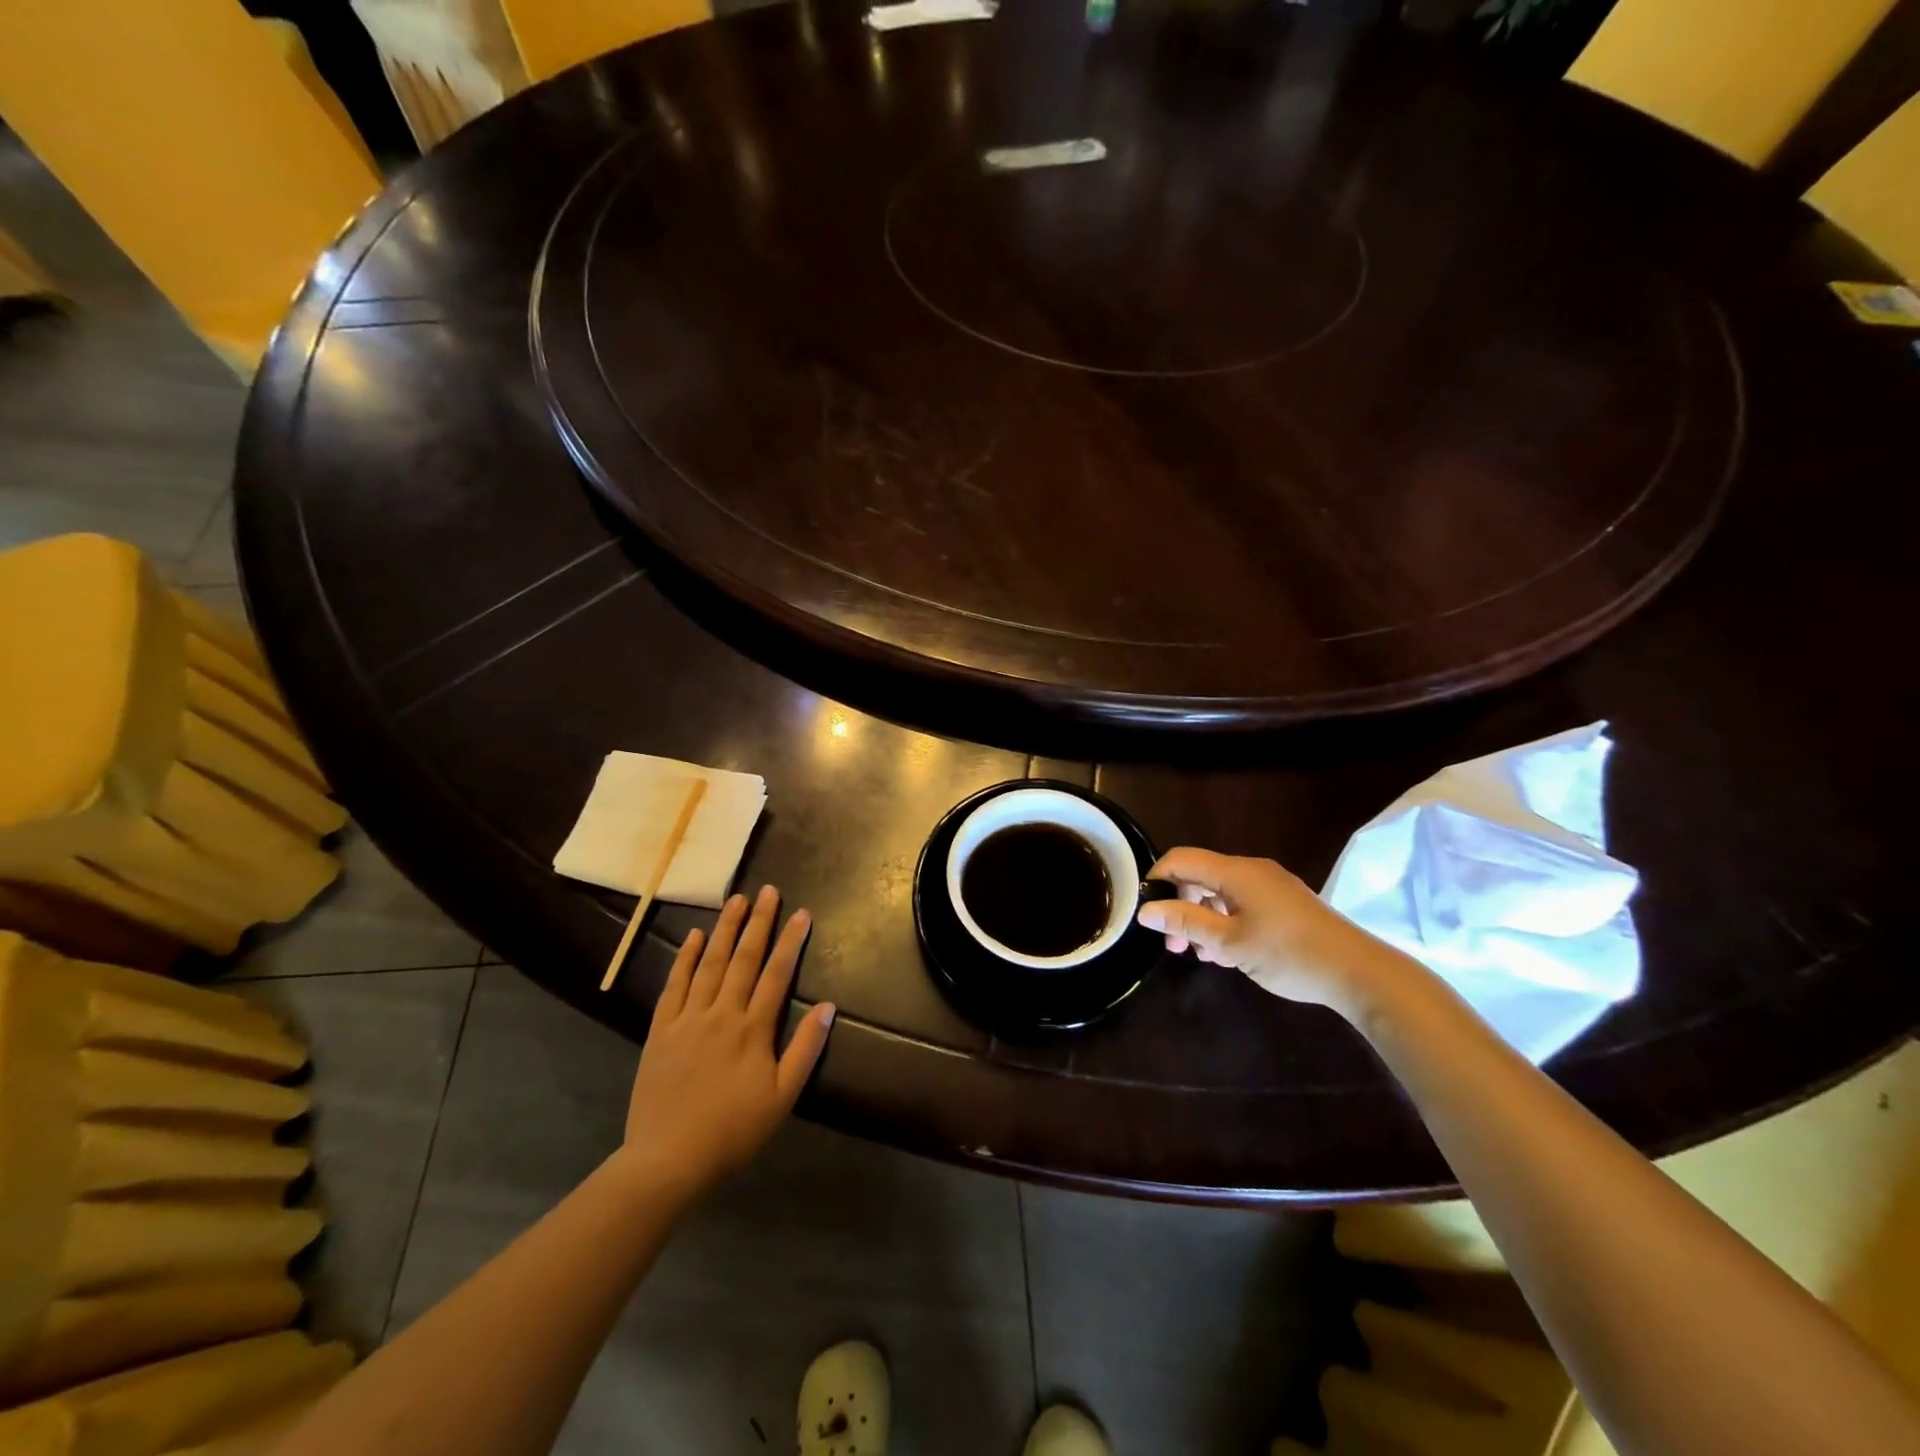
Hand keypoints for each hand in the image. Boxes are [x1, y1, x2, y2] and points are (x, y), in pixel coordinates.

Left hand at [617, 886, 834, 1196]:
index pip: (777, 973)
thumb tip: (828, 1006)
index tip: (801, 913)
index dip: (791, 941)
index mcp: (754, 1029)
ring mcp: (688, 1019)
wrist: (667, 1160)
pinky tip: (693, 936)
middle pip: (744, 958)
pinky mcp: (661, 1030)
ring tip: (736, 901)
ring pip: (710, 963)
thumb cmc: (733, 1131)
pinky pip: (674, 984)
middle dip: (759, 922)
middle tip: (768, 890)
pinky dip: (684, 957)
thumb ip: (805, 1049)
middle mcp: (722, 1013)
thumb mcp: (782, 1097)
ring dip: (725, 929)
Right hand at [1137, 847, 1419, 1013]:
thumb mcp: (1229, 943)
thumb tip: (1146, 911)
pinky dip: (1226, 922)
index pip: (1182, 859)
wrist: (1359, 972)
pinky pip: (1242, 903)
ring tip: (1201, 955)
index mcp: (1236, 872)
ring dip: (1203, 919)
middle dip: (1180, 906)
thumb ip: (1186, 922)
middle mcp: (1252, 871)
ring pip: (1221, 893)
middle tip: (1175, 946)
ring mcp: (1272, 886)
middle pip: (1200, 876)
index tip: (1149, 914)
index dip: (1158, 880)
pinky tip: (1228, 953)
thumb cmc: (1289, 954)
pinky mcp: (1286, 904)